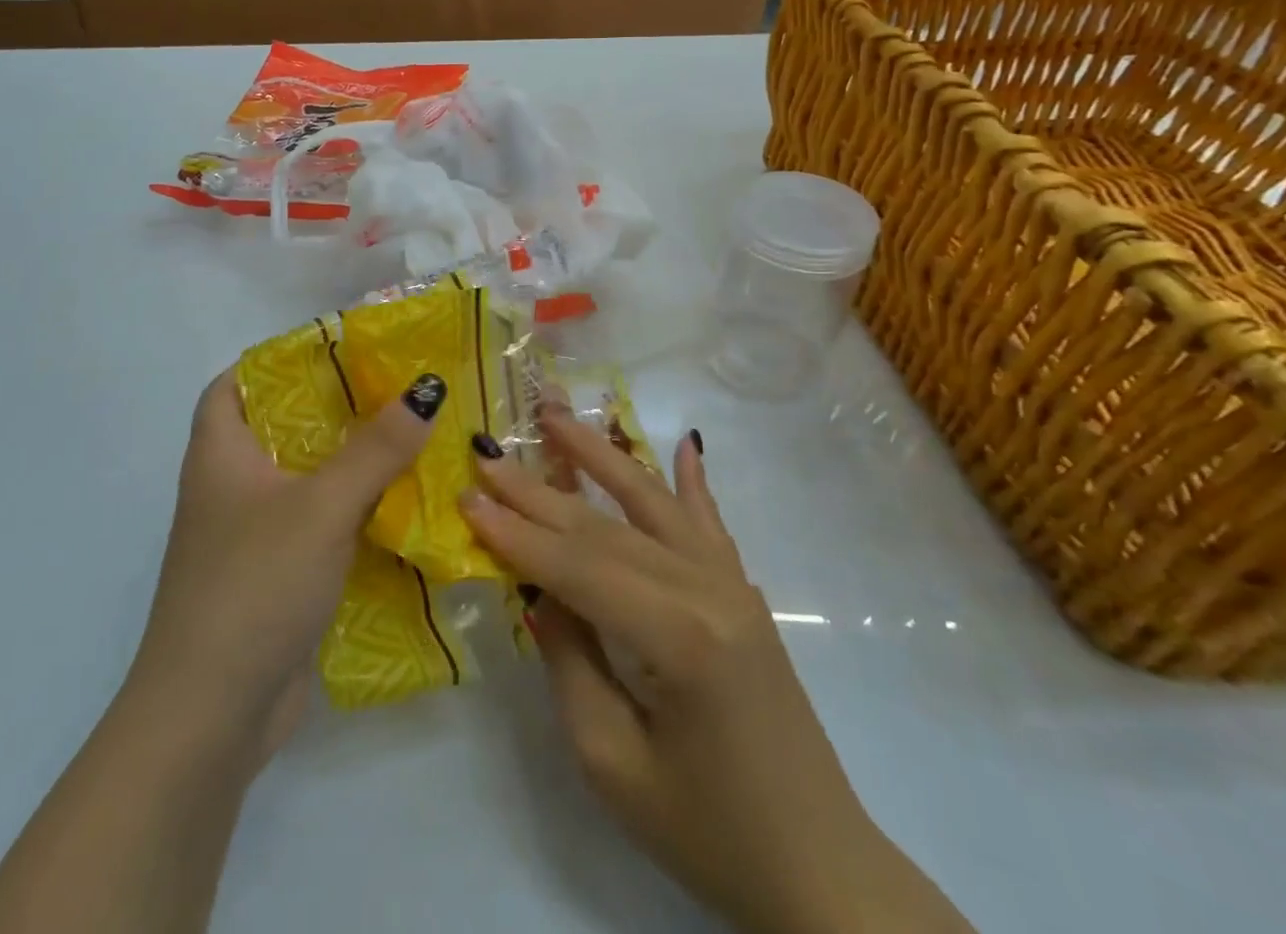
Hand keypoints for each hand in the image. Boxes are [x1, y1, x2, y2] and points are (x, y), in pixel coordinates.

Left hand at [124, 368, 444, 765]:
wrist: (212, 715)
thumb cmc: (254, 585)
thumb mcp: (321, 506)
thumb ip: (377, 448)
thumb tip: (427, 387)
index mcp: (220, 453)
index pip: (234, 383)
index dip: (277, 360)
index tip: (335, 349)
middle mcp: (229, 487)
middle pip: (281, 427)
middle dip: (334, 408)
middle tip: (393, 388)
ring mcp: (251, 535)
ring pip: (305, 478)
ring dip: (351, 461)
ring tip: (410, 435)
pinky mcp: (276, 575)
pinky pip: (319, 524)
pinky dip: (353, 510)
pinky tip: (401, 505)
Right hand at [460, 408, 968, 933]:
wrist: (818, 870)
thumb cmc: (706, 832)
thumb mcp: (612, 761)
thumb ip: (570, 660)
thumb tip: (538, 588)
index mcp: (677, 637)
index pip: (578, 567)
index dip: (517, 534)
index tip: (467, 496)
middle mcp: (707, 590)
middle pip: (605, 527)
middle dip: (538, 490)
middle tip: (488, 452)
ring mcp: (732, 584)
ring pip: (651, 503)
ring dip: (600, 455)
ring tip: (556, 416)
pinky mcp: (744, 593)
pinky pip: (709, 523)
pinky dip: (692, 480)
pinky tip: (685, 443)